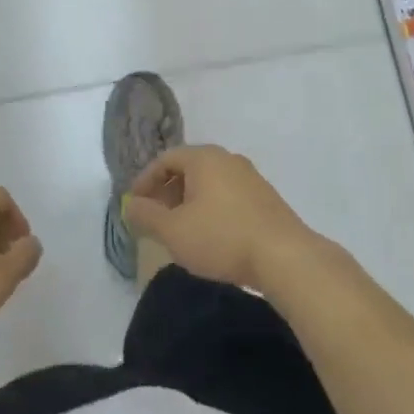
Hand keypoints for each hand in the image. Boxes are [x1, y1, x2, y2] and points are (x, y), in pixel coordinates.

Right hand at [121, 145, 315, 291]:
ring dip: (188, 202)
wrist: (284, 256)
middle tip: (154, 219)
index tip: (134, 205)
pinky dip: (210, 209)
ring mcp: (250, 177)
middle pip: (188, 168)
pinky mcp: (265, 198)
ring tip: (179, 230)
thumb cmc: (221, 237)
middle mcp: (227, 159)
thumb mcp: (173, 231)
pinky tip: (209, 236)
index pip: (165, 159)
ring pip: (209, 183)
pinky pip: (227, 195)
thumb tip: (129, 204)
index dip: (145, 181)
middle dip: (166, 192)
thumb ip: (146, 215)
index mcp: (204, 158)